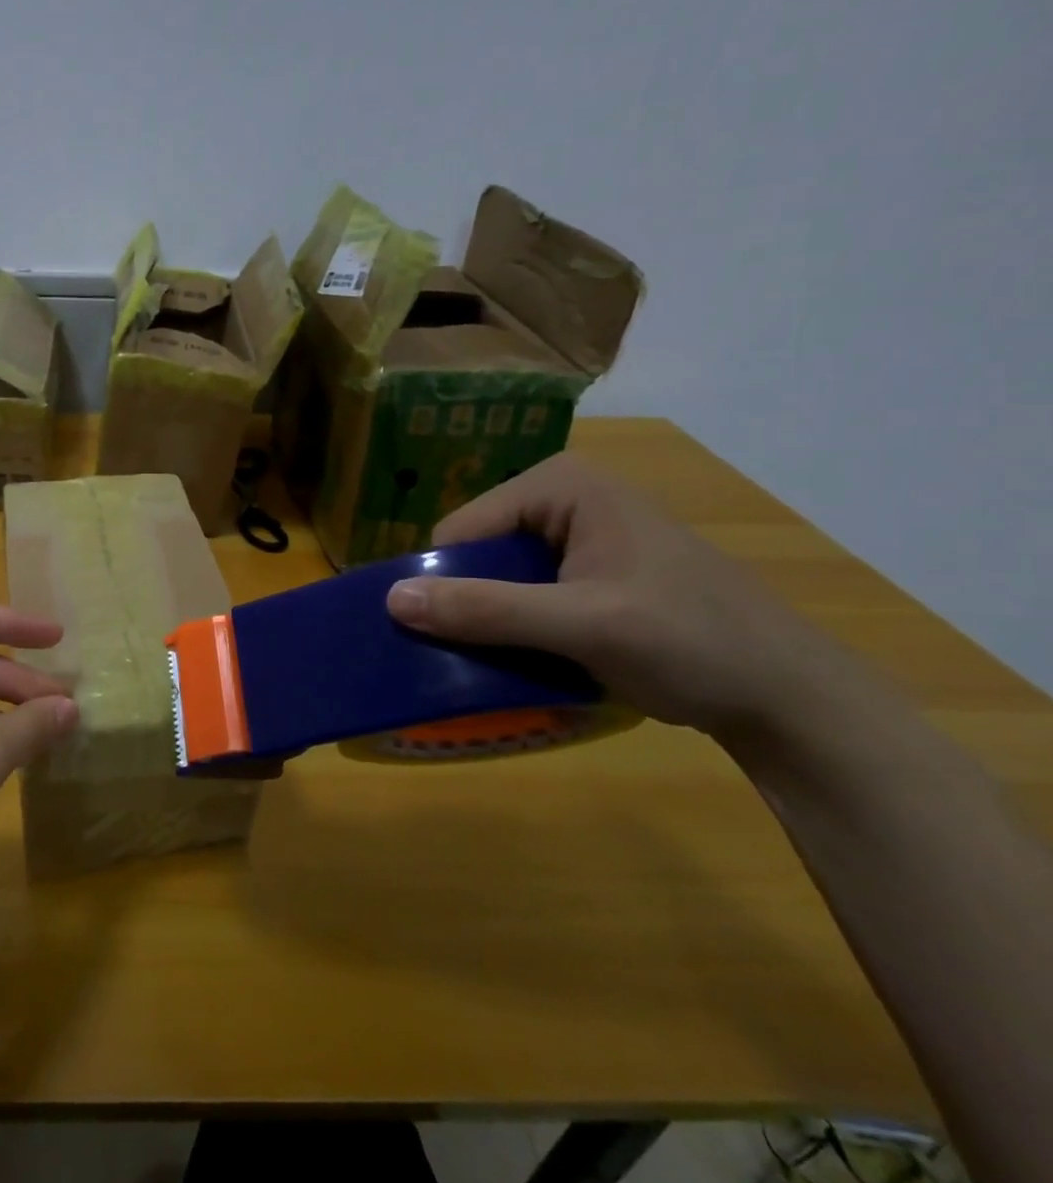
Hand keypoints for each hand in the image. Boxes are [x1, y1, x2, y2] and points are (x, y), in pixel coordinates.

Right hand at [384, 453, 868, 741]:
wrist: (790, 698)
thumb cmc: (692, 643)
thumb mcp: (583, 624)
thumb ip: (487, 609)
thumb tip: (392, 600)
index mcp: (559, 485)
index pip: (460, 530)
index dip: (444, 582)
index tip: (441, 638)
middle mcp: (561, 498)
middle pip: (476, 553)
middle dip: (468, 604)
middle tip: (474, 657)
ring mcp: (577, 535)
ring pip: (496, 578)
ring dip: (490, 622)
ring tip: (500, 663)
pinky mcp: (587, 572)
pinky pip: (524, 595)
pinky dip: (516, 629)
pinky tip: (530, 659)